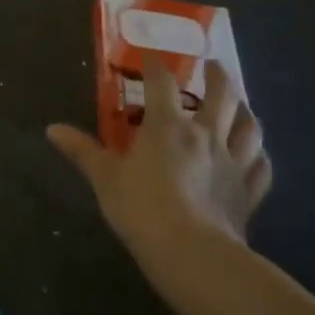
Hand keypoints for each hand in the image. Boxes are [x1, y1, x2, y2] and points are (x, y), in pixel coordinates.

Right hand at [46, 59, 271, 269]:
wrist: (193, 255)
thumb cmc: (142, 209)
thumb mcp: (104, 177)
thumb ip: (81, 150)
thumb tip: (52, 129)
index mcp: (167, 126)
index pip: (162, 82)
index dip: (156, 66)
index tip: (152, 59)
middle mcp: (205, 135)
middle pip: (221, 95)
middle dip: (218, 76)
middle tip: (213, 66)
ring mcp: (233, 163)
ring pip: (249, 127)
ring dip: (245, 110)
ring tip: (241, 104)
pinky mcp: (248, 193)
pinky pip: (261, 168)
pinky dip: (259, 156)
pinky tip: (257, 155)